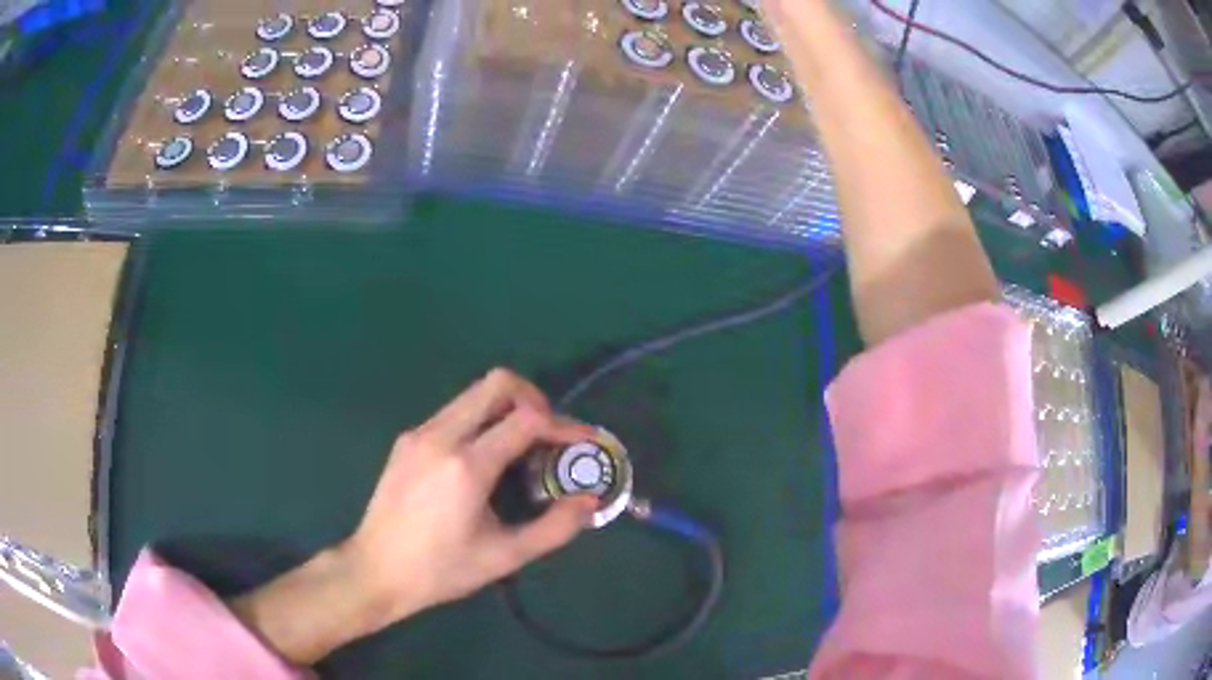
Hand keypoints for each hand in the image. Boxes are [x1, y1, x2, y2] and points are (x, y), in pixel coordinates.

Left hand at [231, 369, 598, 663]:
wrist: (375, 569)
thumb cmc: (441, 570)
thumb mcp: (504, 557)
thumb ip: (555, 528)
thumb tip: (589, 502)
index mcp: (466, 466)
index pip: (527, 419)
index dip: (564, 424)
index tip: (584, 439)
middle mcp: (441, 436)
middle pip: (497, 383)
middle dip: (534, 398)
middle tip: (549, 433)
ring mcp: (419, 433)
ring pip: (473, 394)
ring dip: (506, 408)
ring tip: (522, 447)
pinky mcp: (407, 439)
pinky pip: (453, 412)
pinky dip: (481, 420)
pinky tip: (483, 459)